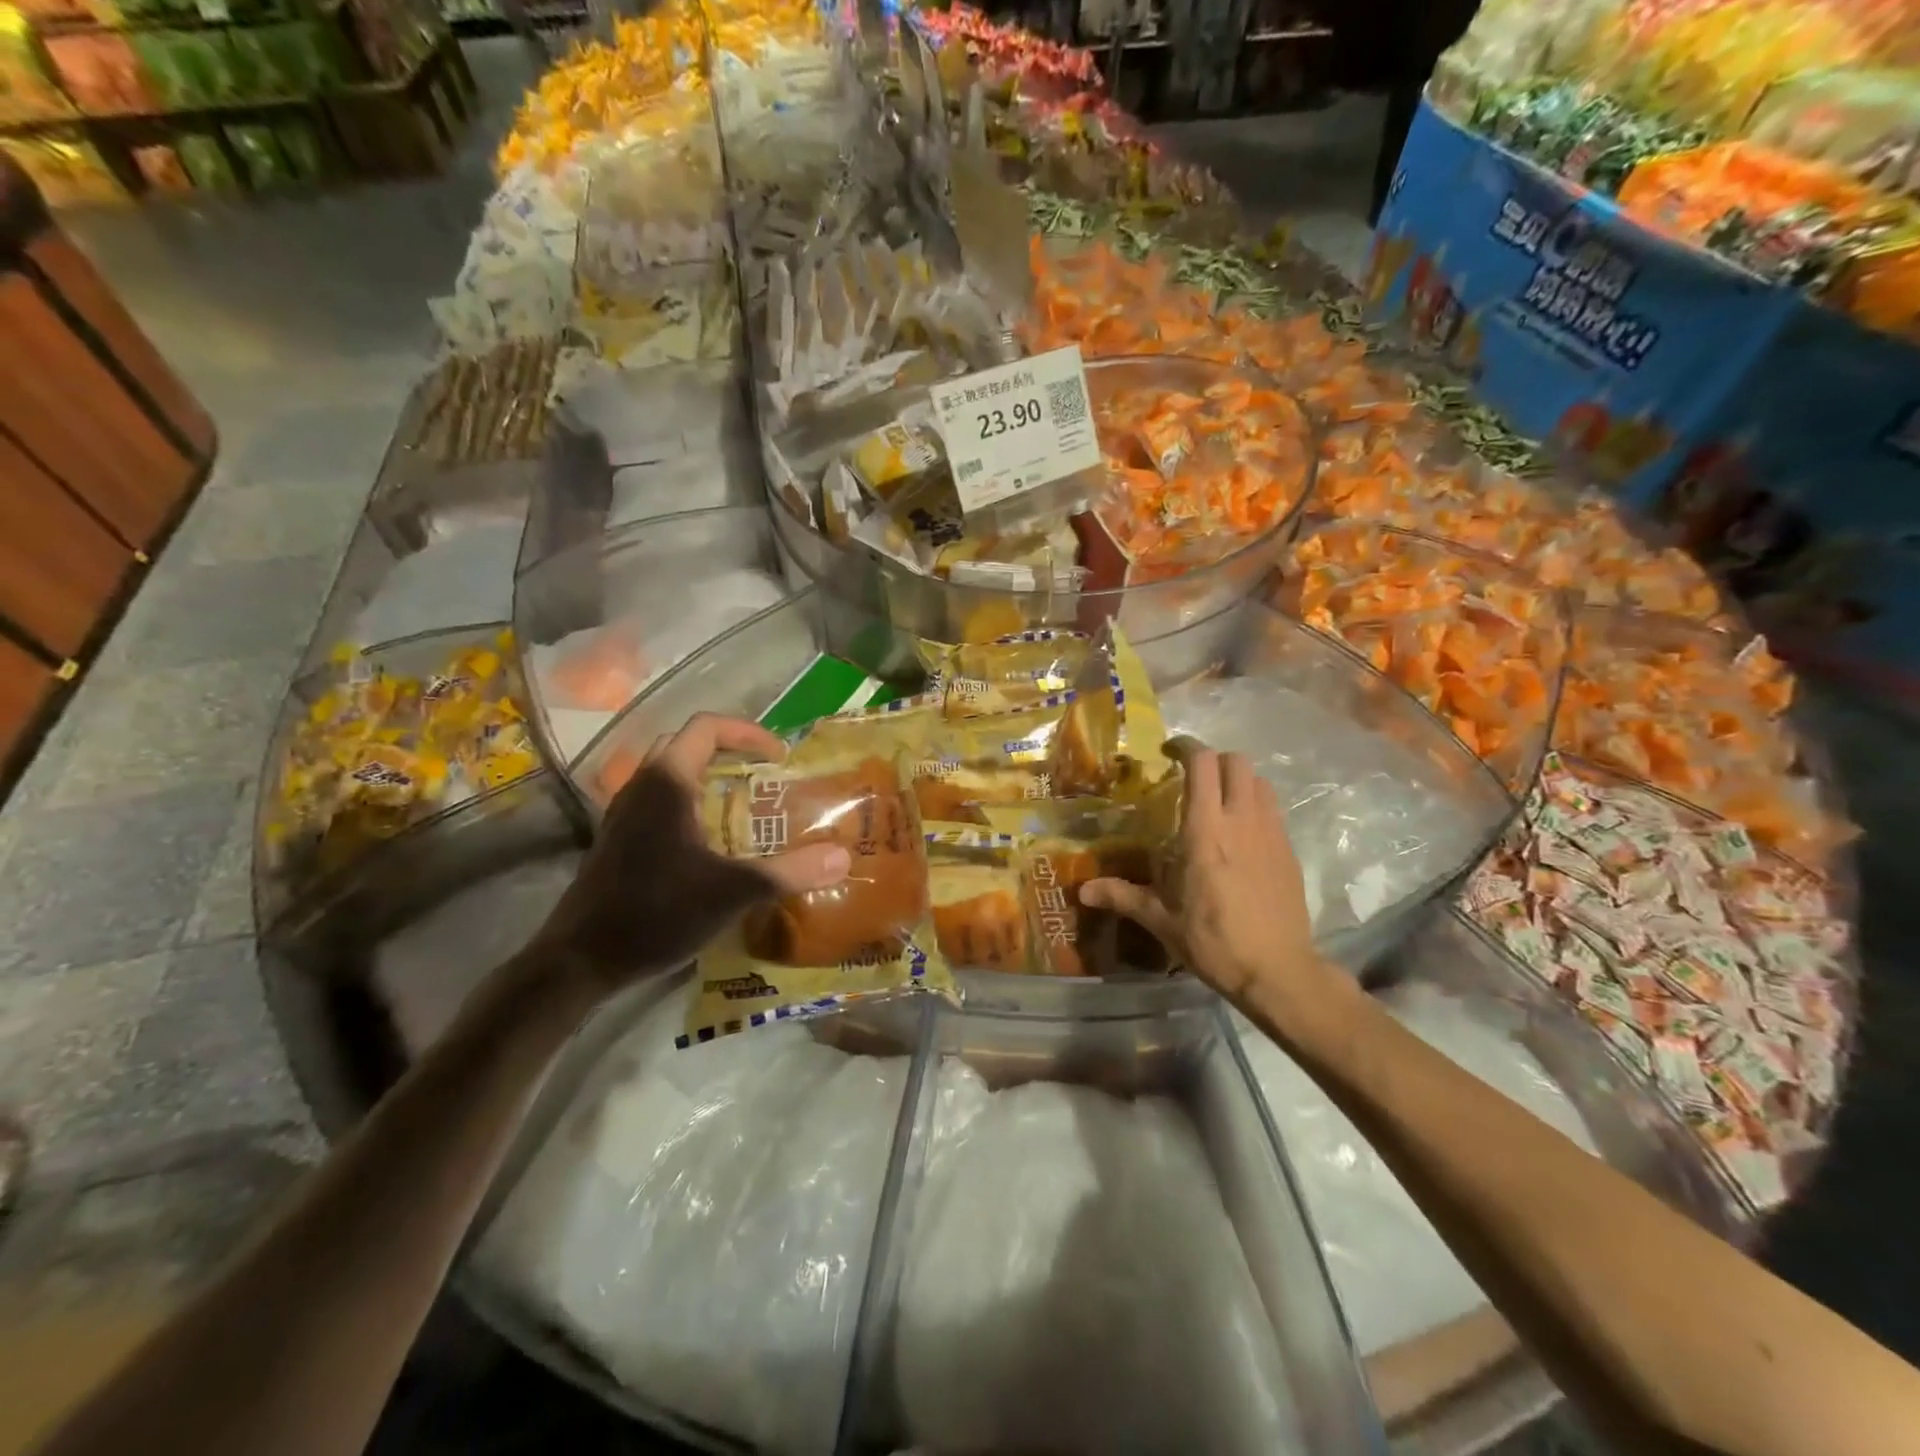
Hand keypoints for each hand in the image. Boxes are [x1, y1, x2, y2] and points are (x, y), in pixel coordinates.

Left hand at [527, 714, 850, 998]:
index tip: (780, 758)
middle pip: (688, 745)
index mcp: (667, 782)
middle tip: (765, 777)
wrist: (579, 960)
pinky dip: (692, 806)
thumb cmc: (655, 911)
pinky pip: (661, 804)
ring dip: (709, 780)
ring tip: (746, 808)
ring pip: (671, 775)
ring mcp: (624, 813)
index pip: (707, 727)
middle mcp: (641, 786)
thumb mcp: (732, 891)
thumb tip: (844, 856)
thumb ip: (788, 871)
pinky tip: (712, 845)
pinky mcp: (618, 840)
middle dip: (729, 753)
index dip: (748, 733)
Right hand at [1080, 748, 1324, 1004]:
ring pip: (1259, 781)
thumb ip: (1123, 897)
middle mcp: (1241, 821)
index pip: (1203, 765)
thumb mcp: (1162, 921)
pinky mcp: (1290, 851)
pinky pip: (1273, 809)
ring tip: (1217, 801)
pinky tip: (1240, 834)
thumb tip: (1083, 891)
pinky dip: (1255, 805)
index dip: (1186, 747)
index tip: (1168, 751)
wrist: (1279, 972)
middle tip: (1191, 777)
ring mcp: (1271, 834)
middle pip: (1235, 761)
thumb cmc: (1215, 942)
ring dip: (1237, 780)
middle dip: (1212, 760)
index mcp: (1205, 831)